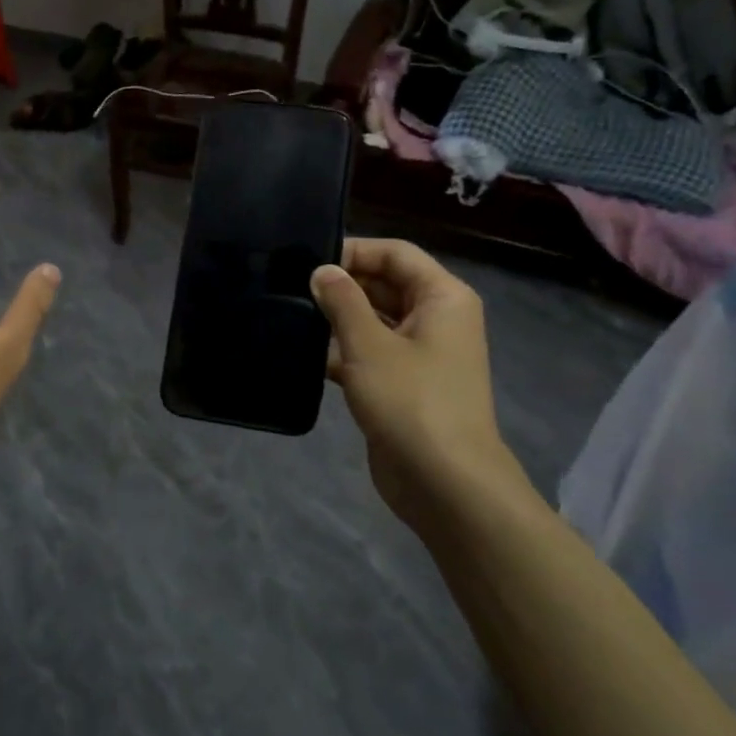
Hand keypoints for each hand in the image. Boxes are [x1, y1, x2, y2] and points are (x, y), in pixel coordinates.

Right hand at [310, 240, 530, 528]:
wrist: (444, 483)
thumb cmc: (411, 401)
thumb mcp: (369, 344)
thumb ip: (342, 301)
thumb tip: (322, 270)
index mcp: (442, 298)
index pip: (396, 254)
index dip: (354, 251)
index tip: (308, 262)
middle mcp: (436, 319)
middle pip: (386, 285)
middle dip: (342, 286)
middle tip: (291, 288)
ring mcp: (421, 355)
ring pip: (375, 321)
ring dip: (338, 320)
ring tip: (291, 317)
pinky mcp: (404, 386)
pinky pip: (371, 354)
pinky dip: (343, 352)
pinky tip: (306, 356)